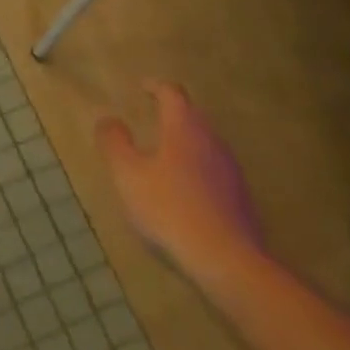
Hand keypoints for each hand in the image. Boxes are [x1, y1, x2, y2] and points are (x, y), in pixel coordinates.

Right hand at [96, 82, 264, 288]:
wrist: (228, 262)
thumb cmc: (170, 210)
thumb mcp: (128, 176)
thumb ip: (114, 143)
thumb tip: (108, 119)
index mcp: (184, 129)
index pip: (173, 94)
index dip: (156, 87)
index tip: (143, 87)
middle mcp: (212, 141)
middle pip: (193, 117)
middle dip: (172, 113)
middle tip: (152, 117)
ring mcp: (231, 171)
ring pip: (205, 144)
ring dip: (184, 142)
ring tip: (163, 155)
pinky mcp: (240, 198)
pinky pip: (214, 171)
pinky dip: (196, 169)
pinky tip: (183, 192)